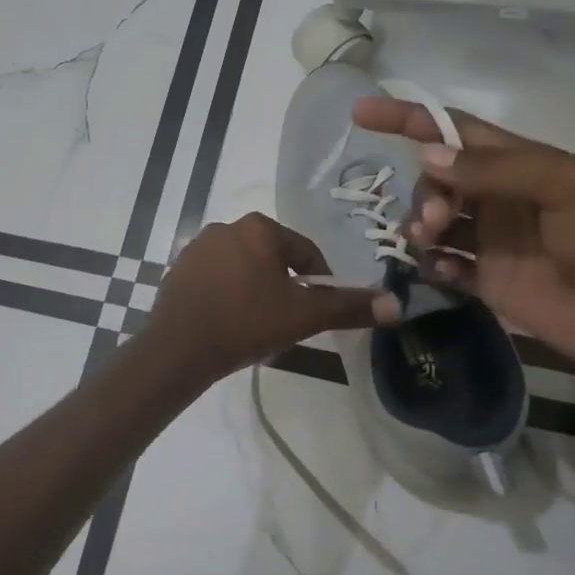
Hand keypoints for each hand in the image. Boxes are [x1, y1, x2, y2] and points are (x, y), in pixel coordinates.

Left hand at [147, 212, 397, 383]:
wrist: (178, 348)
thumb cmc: (246, 323)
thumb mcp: (304, 316)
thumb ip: (349, 307)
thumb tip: (397, 304)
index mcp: (260, 228)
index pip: (306, 253)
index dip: (319, 284)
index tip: (316, 313)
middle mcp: (227, 226)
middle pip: (274, 259)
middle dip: (285, 287)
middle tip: (286, 322)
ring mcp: (198, 247)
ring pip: (244, 268)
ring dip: (256, 290)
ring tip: (257, 325)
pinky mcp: (178, 269)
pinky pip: (216, 278)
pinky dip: (228, 294)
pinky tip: (228, 322)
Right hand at [351, 98, 574, 376]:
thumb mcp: (565, 186)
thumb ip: (495, 170)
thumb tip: (426, 157)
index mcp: (519, 163)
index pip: (453, 130)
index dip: (408, 118)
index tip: (361, 113)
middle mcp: (499, 198)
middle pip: (437, 179)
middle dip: (423, 191)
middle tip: (432, 220)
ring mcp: (492, 241)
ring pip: (434, 222)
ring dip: (420, 226)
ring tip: (428, 243)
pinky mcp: (489, 282)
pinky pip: (444, 266)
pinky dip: (431, 264)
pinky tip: (437, 270)